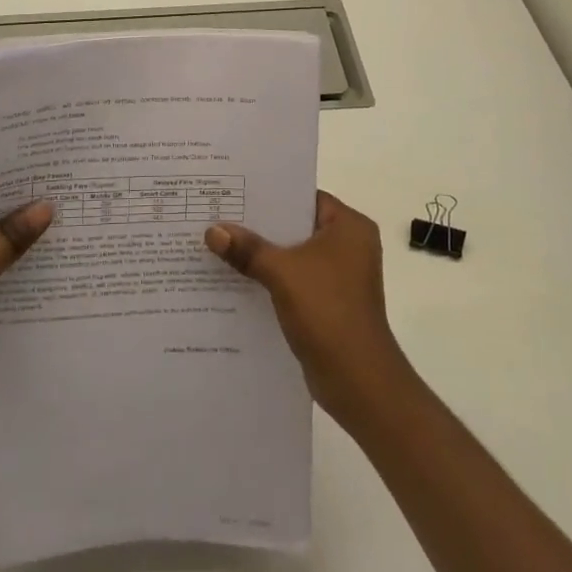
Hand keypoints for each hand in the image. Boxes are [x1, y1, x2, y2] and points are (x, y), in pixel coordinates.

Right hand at [205, 192, 413, 430]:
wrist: (358, 381)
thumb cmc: (328, 311)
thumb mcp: (282, 272)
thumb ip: (247, 248)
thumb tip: (212, 230)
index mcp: (349, 226)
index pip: (304, 197)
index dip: (269, 194)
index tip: (233, 190)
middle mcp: (349, 246)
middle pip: (296, 226)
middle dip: (259, 226)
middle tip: (218, 215)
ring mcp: (340, 276)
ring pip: (293, 255)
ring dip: (262, 255)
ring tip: (219, 244)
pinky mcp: (329, 303)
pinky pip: (294, 280)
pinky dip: (270, 279)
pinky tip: (235, 280)